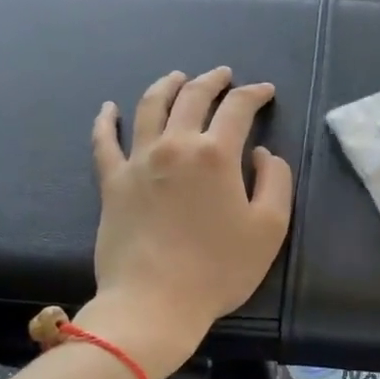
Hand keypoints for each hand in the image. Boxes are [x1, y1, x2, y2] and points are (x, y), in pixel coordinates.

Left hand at [85, 67, 293, 377]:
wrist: (155, 303)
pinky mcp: (111, 182)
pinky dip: (106, 120)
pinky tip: (109, 108)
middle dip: (212, 81)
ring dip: (166, 86)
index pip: (237, 108)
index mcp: (215, 154)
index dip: (254, 94)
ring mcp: (137, 161)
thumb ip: (275, 182)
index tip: (264, 91)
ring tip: (177, 77)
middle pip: (192, 97)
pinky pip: (104, 142)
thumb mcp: (269, 228)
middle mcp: (175, 145)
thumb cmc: (219, 269)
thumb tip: (261, 153)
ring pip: (150, 107)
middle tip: (223, 75)